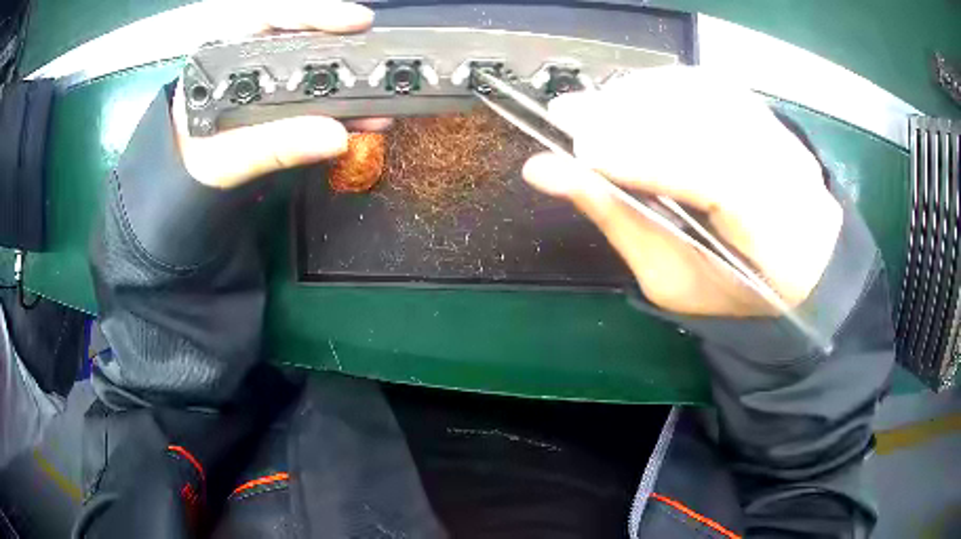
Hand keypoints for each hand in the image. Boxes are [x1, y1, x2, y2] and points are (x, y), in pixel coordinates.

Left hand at [170, 0, 389, 188]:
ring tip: (378, 101)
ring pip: (312, 66)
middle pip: (302, 37)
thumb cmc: (190, 164)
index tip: (356, 22)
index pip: (272, 17)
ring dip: (348, 83)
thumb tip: (335, 136)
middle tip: (379, 59)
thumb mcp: (225, 157)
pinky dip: (340, 106)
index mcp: (223, 57)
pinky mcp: (277, 101)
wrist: (183, 182)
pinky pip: (313, 95)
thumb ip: (272, 146)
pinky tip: (362, 118)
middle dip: (343, 47)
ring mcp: (265, 78)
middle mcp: (248, 58)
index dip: (317, 14)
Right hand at [523, 67, 841, 316]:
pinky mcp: (765, 114)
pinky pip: (708, 84)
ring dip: (641, 94)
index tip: (580, 150)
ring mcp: (780, 135)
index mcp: (774, 238)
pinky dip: (662, 85)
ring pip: (705, 93)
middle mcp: (786, 173)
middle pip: (707, 123)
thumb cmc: (728, 285)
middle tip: (568, 114)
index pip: (714, 180)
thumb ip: (615, 220)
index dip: (646, 157)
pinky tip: (631, 98)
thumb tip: (544, 169)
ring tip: (595, 108)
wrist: (792, 263)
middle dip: (633, 116)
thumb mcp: (669, 276)